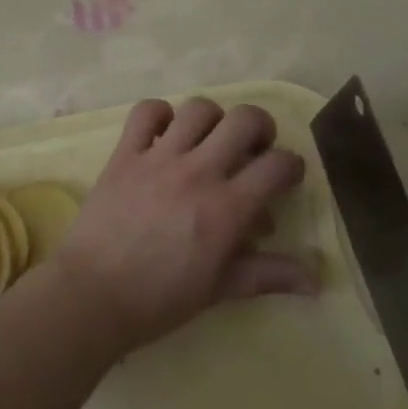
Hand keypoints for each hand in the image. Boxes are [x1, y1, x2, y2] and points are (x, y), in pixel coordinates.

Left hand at [52, 97, 313, 352]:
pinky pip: (146, 112)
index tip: (286, 177)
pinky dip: (160, 114)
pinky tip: (164, 135)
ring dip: (213, 119)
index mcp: (227, 208)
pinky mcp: (125, 154)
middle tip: (253, 148)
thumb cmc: (159, 300)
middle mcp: (198, 172)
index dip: (292, 166)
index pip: (278, 165)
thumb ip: (268, 275)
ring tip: (209, 140)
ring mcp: (159, 158)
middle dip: (260, 127)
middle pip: (244, 119)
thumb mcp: (219, 289)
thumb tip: (315, 281)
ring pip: (199, 108)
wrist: (92, 297)